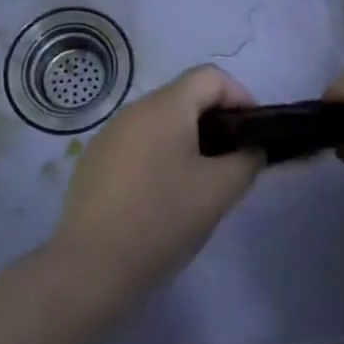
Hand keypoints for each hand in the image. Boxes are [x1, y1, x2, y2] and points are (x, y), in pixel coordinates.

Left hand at [51, 65, 261, 295]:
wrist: (90, 267)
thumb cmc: (162, 219)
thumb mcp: (219, 191)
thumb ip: (246, 161)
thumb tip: (250, 150)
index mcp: (166, 106)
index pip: (211, 76)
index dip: (240, 96)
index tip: (252, 133)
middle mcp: (135, 110)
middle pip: (185, 97)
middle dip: (215, 122)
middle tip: (231, 161)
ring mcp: (109, 135)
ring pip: (160, 123)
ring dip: (187, 141)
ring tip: (200, 183)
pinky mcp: (93, 162)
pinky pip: (138, 145)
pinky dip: (159, 158)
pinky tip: (161, 198)